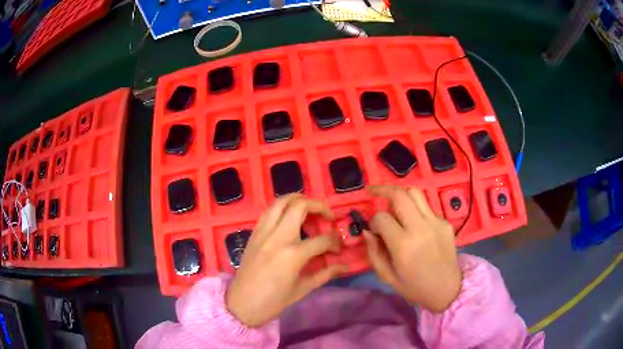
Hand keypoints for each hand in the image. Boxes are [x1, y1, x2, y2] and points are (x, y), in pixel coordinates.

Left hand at [226, 194, 346, 326]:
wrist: (242, 303)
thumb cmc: (273, 301)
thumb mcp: (302, 289)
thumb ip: (325, 273)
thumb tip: (344, 266)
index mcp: (293, 254)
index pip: (322, 239)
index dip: (334, 243)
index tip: (337, 249)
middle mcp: (278, 236)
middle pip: (300, 206)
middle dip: (319, 206)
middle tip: (327, 216)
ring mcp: (263, 232)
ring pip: (280, 201)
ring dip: (298, 199)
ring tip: (309, 209)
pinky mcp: (253, 233)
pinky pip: (268, 211)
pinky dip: (281, 208)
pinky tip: (289, 217)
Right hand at [364, 185, 461, 312]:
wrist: (447, 289)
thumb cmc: (414, 287)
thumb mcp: (387, 276)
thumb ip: (374, 252)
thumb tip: (367, 231)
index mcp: (403, 245)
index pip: (382, 218)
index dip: (373, 221)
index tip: (375, 230)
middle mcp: (421, 228)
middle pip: (400, 195)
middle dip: (383, 190)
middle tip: (373, 192)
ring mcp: (436, 222)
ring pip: (415, 193)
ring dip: (401, 194)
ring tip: (393, 203)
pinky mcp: (446, 222)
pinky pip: (427, 207)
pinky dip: (416, 209)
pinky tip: (414, 223)